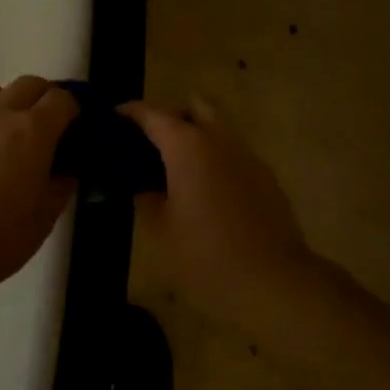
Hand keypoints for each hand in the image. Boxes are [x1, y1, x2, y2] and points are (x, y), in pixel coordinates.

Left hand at [0, 76, 79, 286]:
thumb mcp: (44, 217)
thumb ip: (61, 185)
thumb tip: (67, 169)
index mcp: (33, 131)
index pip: (61, 99)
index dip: (74, 109)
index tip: (77, 128)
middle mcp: (0, 114)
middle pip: (29, 84)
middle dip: (44, 97)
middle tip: (49, 126)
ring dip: (9, 101)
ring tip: (10, 131)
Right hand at [120, 98, 318, 318]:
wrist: (275, 283)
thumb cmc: (206, 257)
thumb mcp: (161, 231)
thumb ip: (146, 199)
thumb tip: (141, 186)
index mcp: (188, 147)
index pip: (153, 114)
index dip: (130, 112)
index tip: (114, 117)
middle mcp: (220, 140)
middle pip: (195, 106)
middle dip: (172, 116)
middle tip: (152, 143)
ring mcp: (248, 156)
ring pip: (219, 127)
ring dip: (197, 136)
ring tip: (177, 169)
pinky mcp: (266, 178)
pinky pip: (234, 153)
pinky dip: (216, 158)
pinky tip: (206, 192)